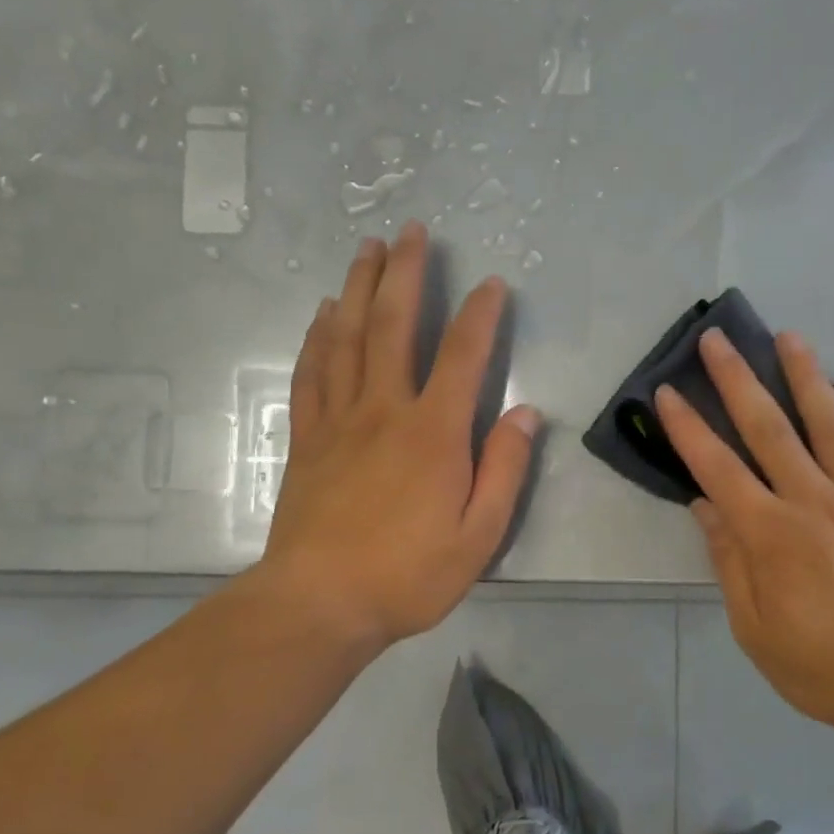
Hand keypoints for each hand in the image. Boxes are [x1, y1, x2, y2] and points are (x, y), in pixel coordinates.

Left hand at [250, 223, 539, 653]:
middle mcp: (384, 411)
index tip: (493, 283)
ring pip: (348, 338)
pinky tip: (324, 314)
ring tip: (367, 250)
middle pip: (394, 326)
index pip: (464, 357)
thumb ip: (504, 470)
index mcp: (434, 433)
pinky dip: (318, 337)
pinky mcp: (307, 439)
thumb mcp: (479, 535)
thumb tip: (526, 413)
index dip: (482, 315)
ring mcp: (339, 421)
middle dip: (406, 274)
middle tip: (411, 230)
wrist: (319, 603)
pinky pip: (312, 374)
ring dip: (360, 288)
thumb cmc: (408, 575)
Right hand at [654, 329, 833, 741]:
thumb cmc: (821, 665)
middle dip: (738, 380)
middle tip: (718, 338)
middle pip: (769, 429)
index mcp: (770, 534)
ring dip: (806, 376)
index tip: (667, 392)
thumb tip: (704, 506)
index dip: (688, 428)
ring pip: (831, 424)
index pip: (717, 468)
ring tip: (789, 337)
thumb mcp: (753, 627)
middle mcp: (813, 501)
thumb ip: (729, 561)